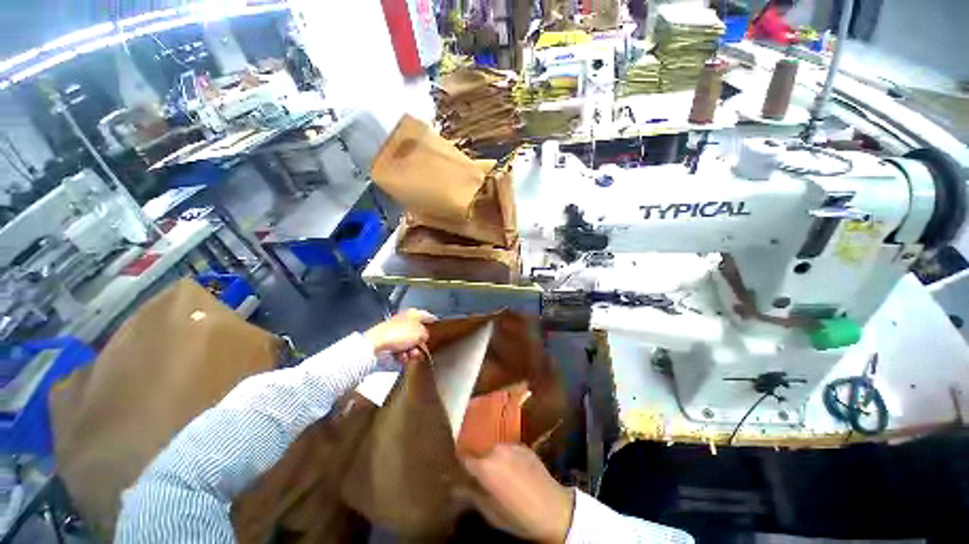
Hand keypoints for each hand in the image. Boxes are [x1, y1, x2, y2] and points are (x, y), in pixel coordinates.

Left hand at [364, 309, 436, 363]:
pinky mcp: (387, 344)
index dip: (432, 319)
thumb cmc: (400, 334)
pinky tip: (402, 358)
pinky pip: (400, 350)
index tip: (437, 325)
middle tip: (423, 349)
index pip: (425, 315)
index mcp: (412, 314)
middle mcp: (403, 321)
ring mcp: (395, 332)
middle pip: (417, 332)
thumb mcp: (420, 333)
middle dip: (421, 343)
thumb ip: (426, 334)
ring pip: (409, 344)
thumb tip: (424, 337)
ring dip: (412, 352)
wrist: (376, 345)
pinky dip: (402, 355)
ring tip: (411, 356)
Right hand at [460, 444, 573, 542]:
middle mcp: (496, 449)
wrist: (555, 509)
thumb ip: (471, 495)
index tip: (460, 475)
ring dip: (493, 460)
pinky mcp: (523, 445)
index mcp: (486, 466)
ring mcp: (511, 445)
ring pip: (494, 450)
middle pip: (480, 453)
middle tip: (482, 480)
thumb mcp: (491, 512)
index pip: (464, 459)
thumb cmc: (519, 516)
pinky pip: (508, 449)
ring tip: (500, 476)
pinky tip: (514, 472)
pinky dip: (507, 458)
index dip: (461, 467)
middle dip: (479, 464)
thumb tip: (453, 487)